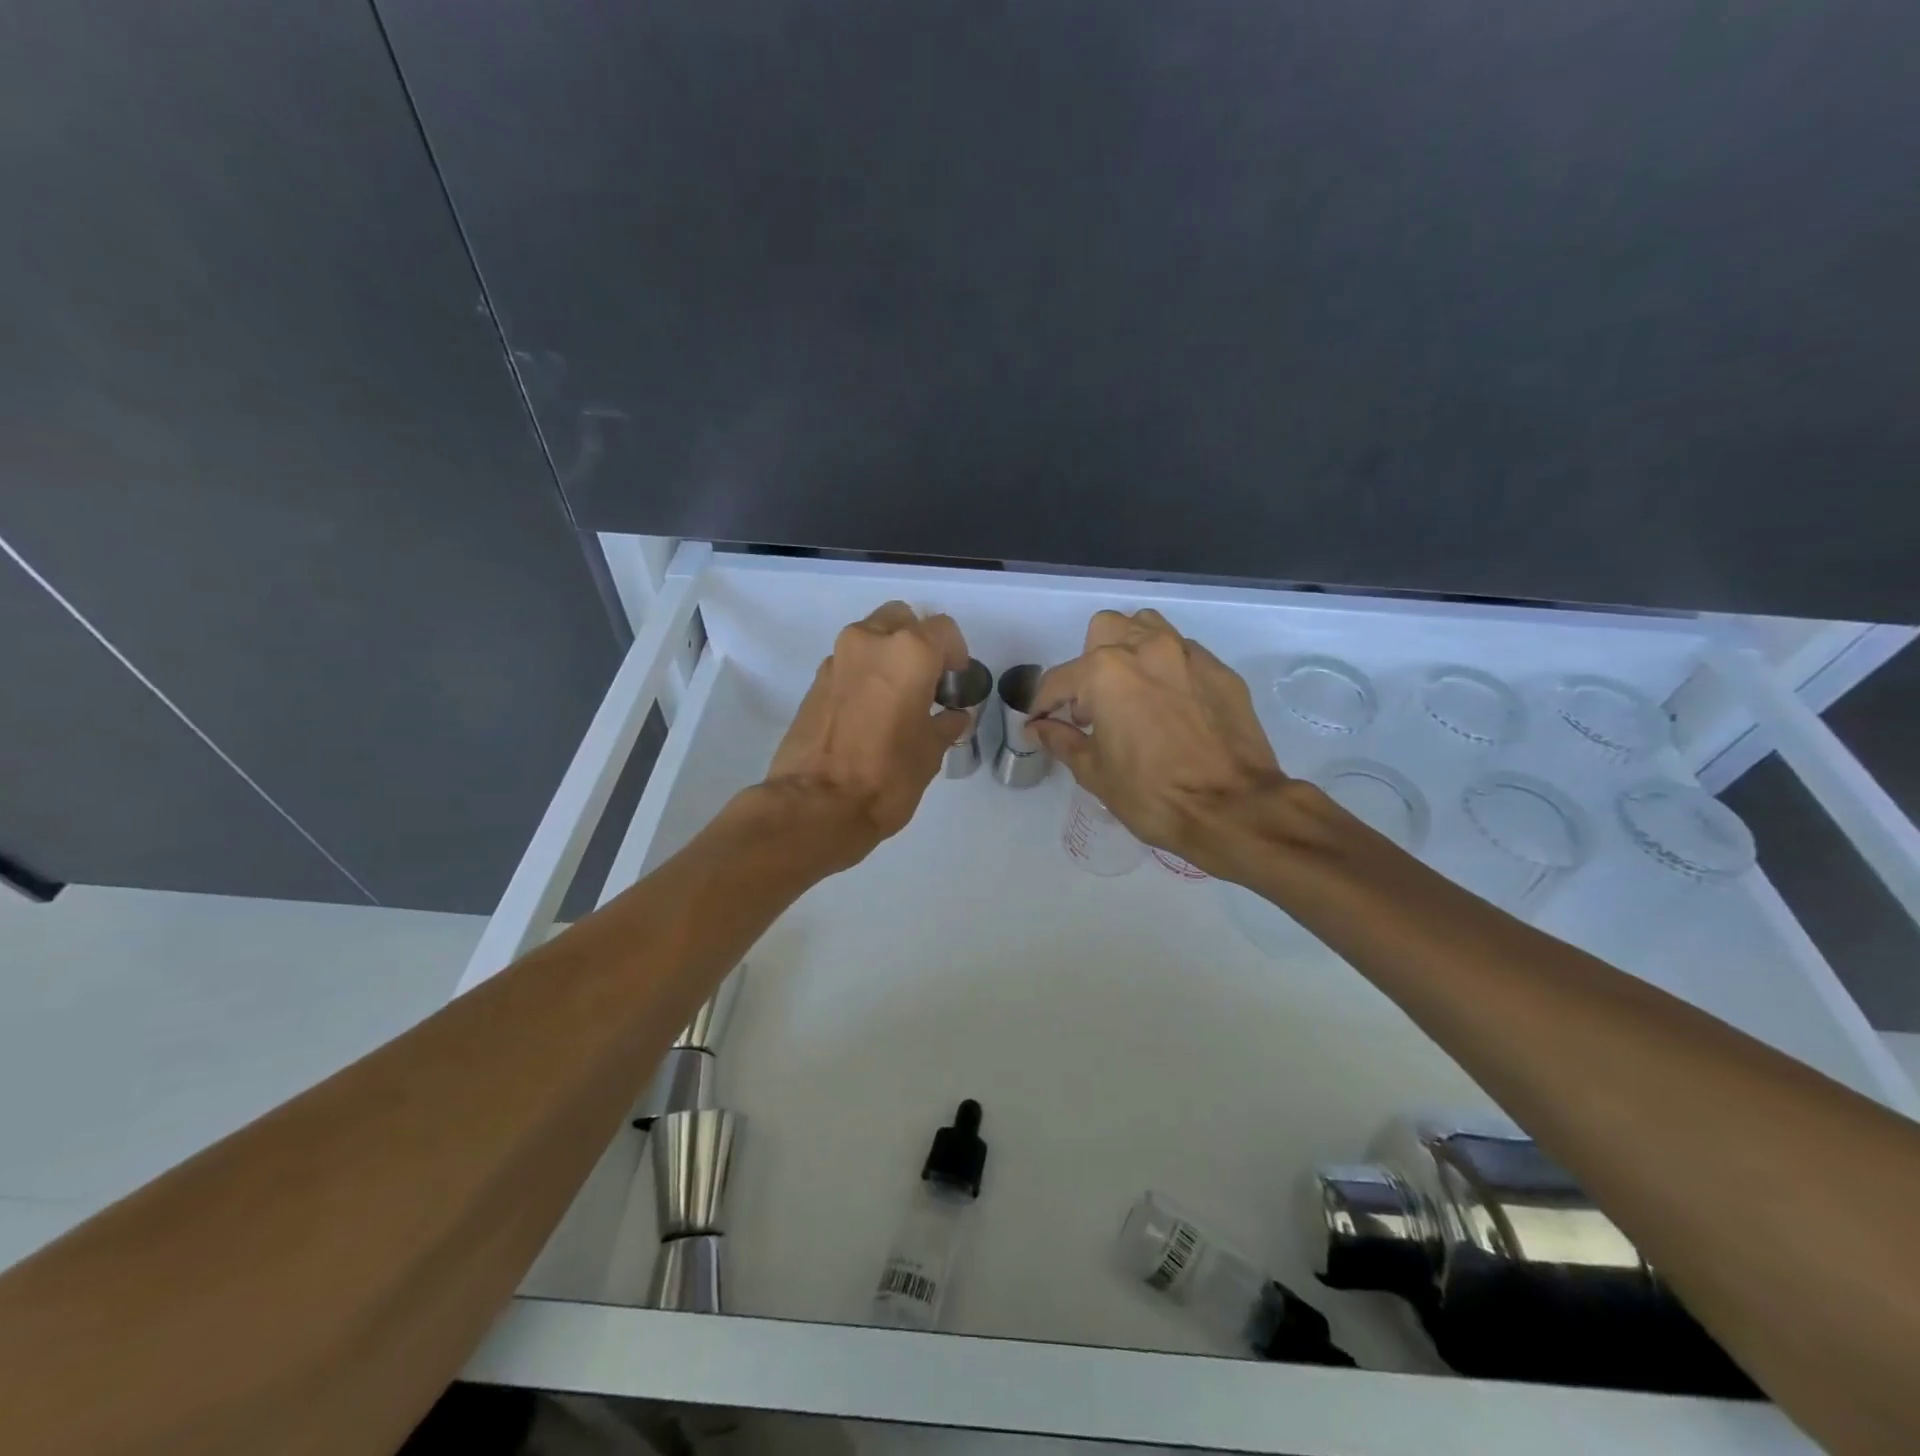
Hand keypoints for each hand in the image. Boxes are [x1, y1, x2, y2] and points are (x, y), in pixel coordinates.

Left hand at [761, 601, 971, 865]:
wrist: (815, 806)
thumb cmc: (886, 777)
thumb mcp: (929, 753)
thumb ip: (943, 725)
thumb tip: (953, 717)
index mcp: (909, 652)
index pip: (943, 630)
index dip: (956, 653)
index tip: (956, 680)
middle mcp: (870, 642)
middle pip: (901, 620)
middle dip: (918, 641)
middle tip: (927, 679)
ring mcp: (837, 659)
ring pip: (871, 636)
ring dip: (887, 655)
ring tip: (897, 696)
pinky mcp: (814, 681)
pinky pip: (849, 662)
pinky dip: (864, 673)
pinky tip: (870, 710)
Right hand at [1030, 609, 1288, 877]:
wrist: (1234, 808)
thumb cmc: (1152, 794)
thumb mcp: (1094, 772)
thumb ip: (1061, 740)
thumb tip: (1038, 728)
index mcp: (1105, 672)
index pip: (1059, 680)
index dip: (1043, 704)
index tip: (1040, 723)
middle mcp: (1146, 649)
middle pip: (1104, 631)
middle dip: (1088, 663)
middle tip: (1091, 705)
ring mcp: (1188, 655)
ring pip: (1147, 628)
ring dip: (1129, 650)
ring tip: (1130, 691)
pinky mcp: (1221, 671)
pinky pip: (1183, 653)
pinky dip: (1166, 668)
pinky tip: (1169, 704)